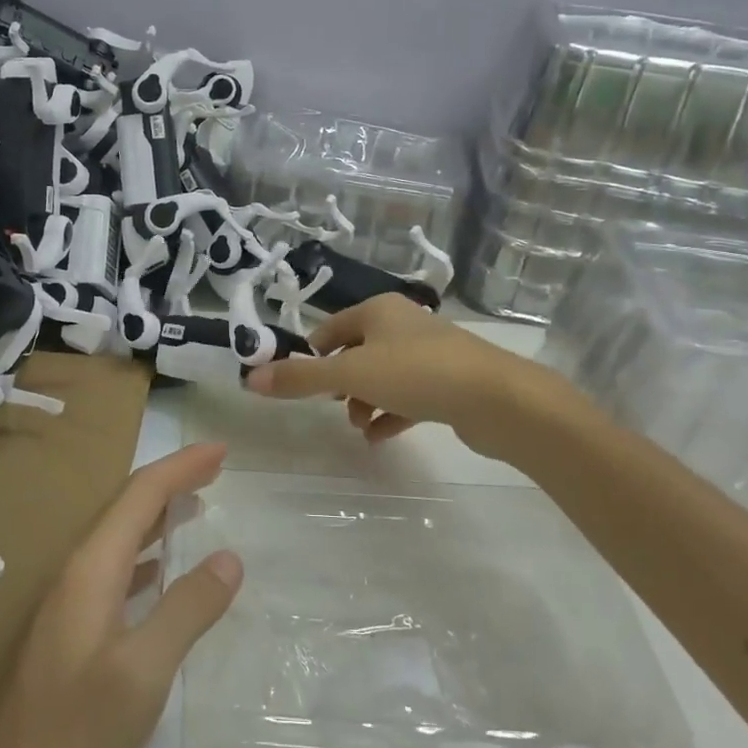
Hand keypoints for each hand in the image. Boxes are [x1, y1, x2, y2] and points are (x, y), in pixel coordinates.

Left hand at [0, 441, 240, 747]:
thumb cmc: (75, 745)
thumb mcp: (142, 676)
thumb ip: (186, 610)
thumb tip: (229, 557)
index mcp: (87, 573)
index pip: (138, 497)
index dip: (180, 468)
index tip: (221, 450)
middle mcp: (72, 579)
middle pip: (125, 511)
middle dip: (169, 483)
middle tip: (215, 469)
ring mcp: (66, 611)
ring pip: (118, 542)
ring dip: (157, 518)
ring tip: (196, 507)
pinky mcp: (68, 641)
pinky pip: (113, 576)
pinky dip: (145, 559)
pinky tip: (160, 573)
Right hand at [244, 294, 576, 461]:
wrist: (497, 398)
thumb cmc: (416, 373)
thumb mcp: (350, 374)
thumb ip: (301, 378)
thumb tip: (250, 378)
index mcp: (379, 310)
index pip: (331, 327)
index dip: (312, 354)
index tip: (300, 383)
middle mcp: (404, 324)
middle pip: (357, 351)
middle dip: (340, 382)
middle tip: (332, 407)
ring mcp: (430, 353)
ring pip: (383, 375)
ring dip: (364, 401)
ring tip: (358, 426)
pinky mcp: (449, 382)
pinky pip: (409, 396)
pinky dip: (390, 414)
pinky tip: (378, 437)